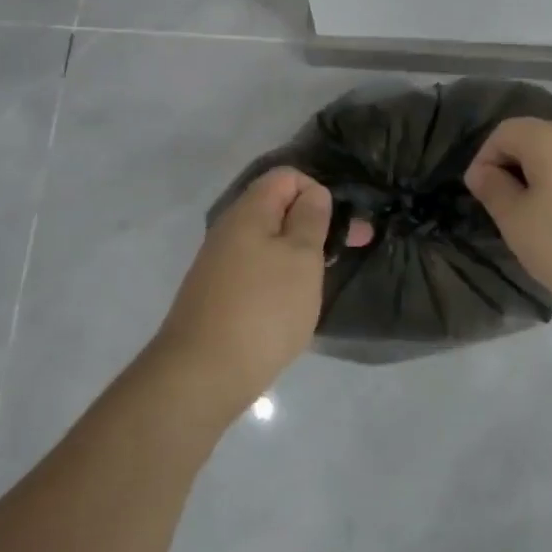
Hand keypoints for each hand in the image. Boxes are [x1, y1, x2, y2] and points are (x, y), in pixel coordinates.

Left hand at [153, 167, 330, 413]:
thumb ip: (310, 218)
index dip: (318, 191)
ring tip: (322, 281)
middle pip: (277, 208)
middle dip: (314, 224)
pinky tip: (293, 304)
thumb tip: (313, 193)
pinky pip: (256, 270)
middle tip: (348, 251)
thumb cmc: (263, 309)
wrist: (202, 374)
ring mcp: (220, 263)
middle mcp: (229, 229)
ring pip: (268, 242)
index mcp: (249, 211)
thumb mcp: (301, 257)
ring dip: (299, 254)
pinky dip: (280, 278)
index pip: (287, 176)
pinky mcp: (218, 294)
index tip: (340, 225)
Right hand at [464, 118, 551, 314]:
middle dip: (515, 170)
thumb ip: (494, 191)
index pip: (503, 132)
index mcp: (548, 138)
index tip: (481, 195)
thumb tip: (482, 170)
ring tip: (543, 224)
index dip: (484, 159)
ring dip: (546, 183)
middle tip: (509, 212)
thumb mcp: (518, 223)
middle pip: (536, 141)